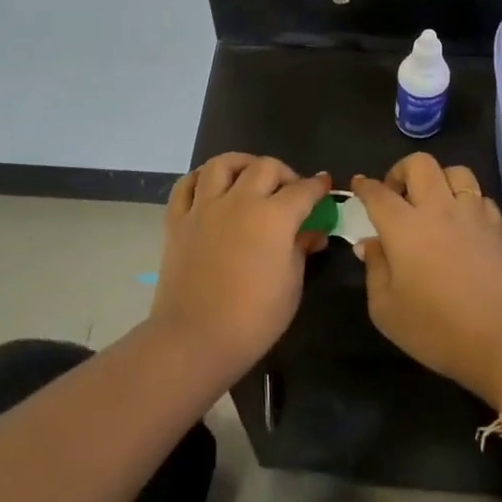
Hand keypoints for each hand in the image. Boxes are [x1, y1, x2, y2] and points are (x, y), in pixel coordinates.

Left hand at [150, 154, 332, 375]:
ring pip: (222, 164)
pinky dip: (201, 179)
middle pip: (265, 167)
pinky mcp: (177, 220)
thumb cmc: (254, 318)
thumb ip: (301, 249)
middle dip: (284, 173)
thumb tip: (313, 233)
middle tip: (290, 190)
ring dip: (242, 164)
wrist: (196, 338)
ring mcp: (204, 208)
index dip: (318, 186)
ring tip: (249, 176)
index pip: (302, 190)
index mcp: (274, 216)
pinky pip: (186, 185)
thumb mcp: (291, 284)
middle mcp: (239, 201)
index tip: (324, 186)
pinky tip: (211, 186)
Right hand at [351, 156, 501, 406]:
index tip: (359, 185)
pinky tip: (462, 222)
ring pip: (456, 172)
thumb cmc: (435, 329)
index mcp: (403, 227)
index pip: (378, 193)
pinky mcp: (498, 228)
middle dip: (401, 171)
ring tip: (432, 203)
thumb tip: (370, 244)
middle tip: (396, 195)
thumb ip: (374, 269)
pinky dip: (467, 201)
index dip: (365, 186)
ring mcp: (472, 215)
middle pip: (420, 164)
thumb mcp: (386, 309)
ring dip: (439, 180)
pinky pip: (481, 197)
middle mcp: (438, 209)